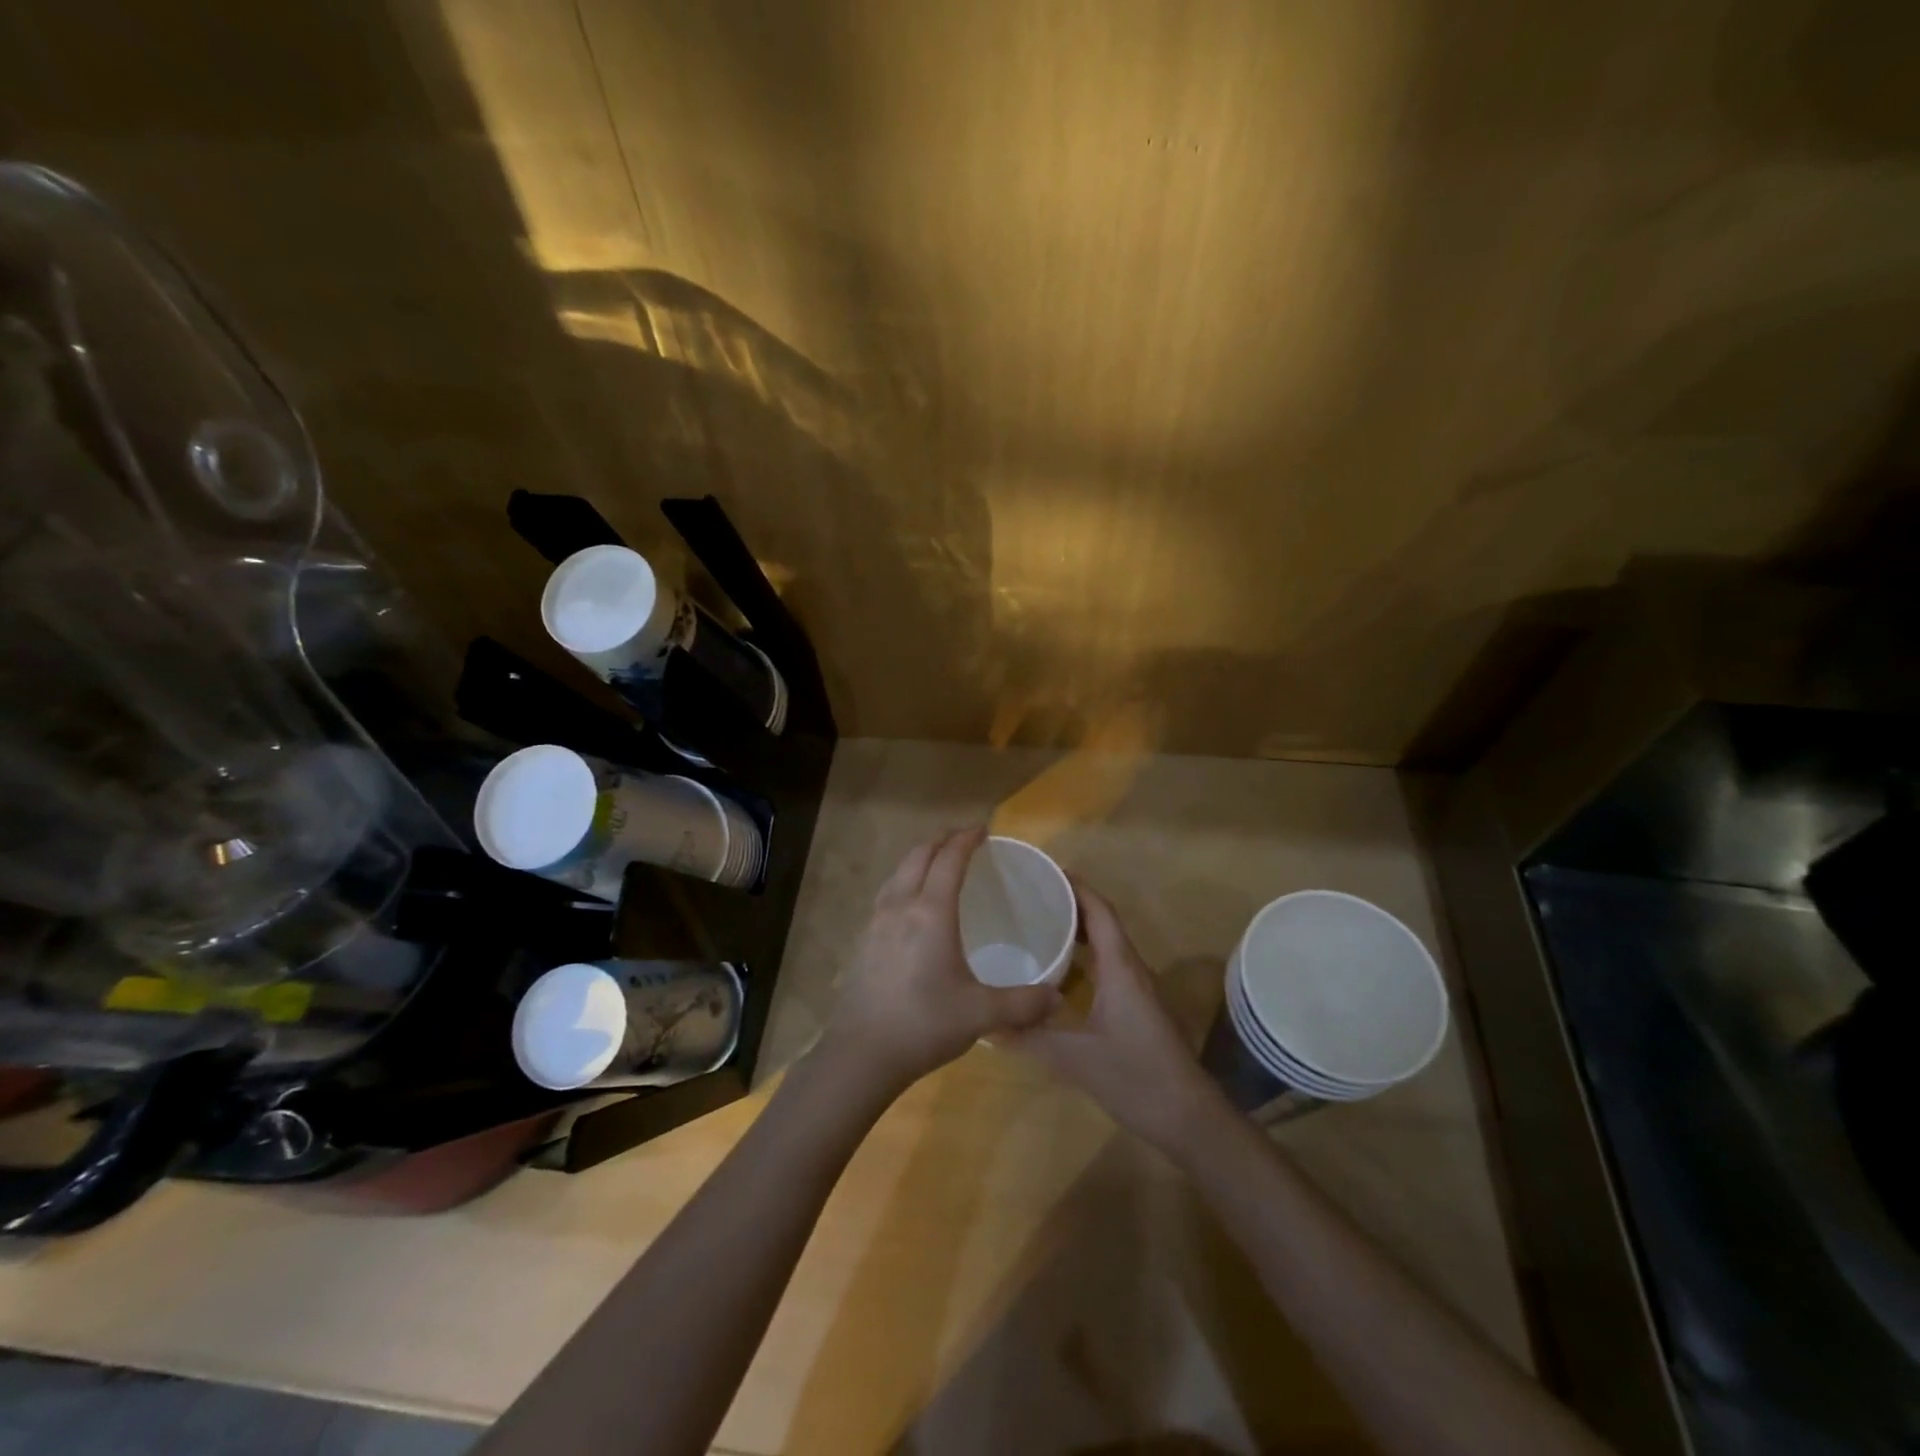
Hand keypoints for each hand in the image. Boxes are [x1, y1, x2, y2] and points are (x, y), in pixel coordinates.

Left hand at [823, 827, 1063, 1096]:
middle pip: (919, 856)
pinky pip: (886, 893)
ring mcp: (876, 922)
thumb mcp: (981, 1015)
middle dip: (942, 840)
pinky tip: (911, 904)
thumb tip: (1057, 999)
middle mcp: (900, 906)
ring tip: (937, 863)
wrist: (860, 1053)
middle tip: (964, 840)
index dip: (966, 839)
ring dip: (919, 858)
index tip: (983, 830)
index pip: (949, 859)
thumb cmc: (924, 1024)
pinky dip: (904, 881)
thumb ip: (1023, 1003)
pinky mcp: (863, 940)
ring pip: (898, 872)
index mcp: (931, 912)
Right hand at [1009, 882, 1227, 1150]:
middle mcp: (1132, 969)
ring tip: (1042, 924)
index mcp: (1120, 968)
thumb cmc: (1135, 1076)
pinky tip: (1061, 973)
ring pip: (1108, 945)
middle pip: (1104, 922)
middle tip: (1033, 896)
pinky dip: (1086, 956)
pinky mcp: (1138, 1007)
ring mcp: (1138, 989)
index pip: (1100, 912)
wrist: (1188, 1117)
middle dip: (1073, 904)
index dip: (1076, 887)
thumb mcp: (1074, 1058)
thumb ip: (1030, 1038)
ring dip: (1081, 929)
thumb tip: (985, 1025)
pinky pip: (1109, 965)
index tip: (1046, 872)